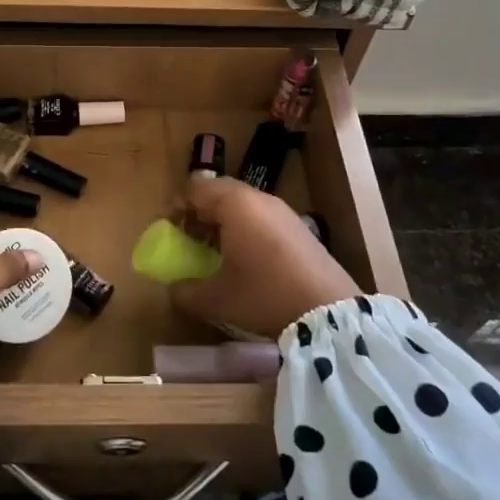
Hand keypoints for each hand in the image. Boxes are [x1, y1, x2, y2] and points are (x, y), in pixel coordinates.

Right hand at [169, 176, 357, 338]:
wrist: (328, 311)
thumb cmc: (264, 295)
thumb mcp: (216, 299)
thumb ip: (186, 292)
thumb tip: (172, 289)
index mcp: (234, 204)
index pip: (195, 188)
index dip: (177, 207)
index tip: (171, 232)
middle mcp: (258, 198)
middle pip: (219, 192)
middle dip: (200, 214)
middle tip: (191, 241)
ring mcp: (282, 211)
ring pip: (242, 205)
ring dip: (224, 222)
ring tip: (217, 253)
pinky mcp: (299, 227)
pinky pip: (262, 217)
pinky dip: (247, 230)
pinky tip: (248, 261)